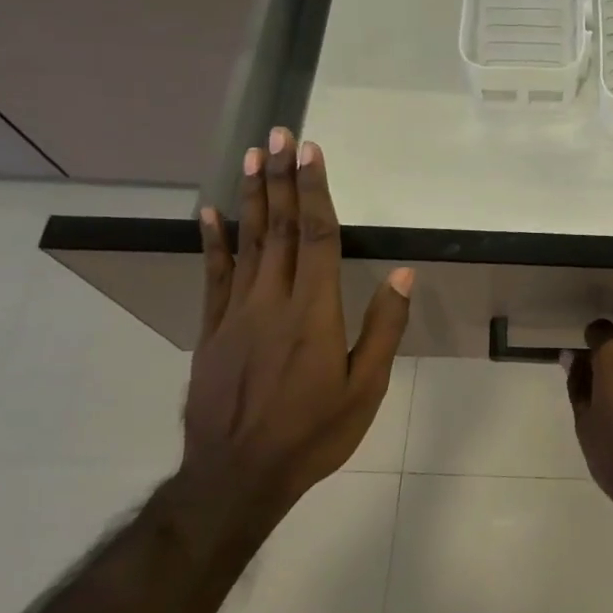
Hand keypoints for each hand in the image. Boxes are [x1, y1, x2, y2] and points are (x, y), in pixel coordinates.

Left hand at [184, 129, 412, 534]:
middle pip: (280, 229)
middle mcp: (272, 301)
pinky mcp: (211, 332)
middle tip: (279, 134)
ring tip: (253, 157)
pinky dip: (212, 243)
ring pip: (246, 244)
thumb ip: (383, 328)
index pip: (317, 237)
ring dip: (253, 197)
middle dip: (283, 178)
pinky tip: (211, 213)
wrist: (236, 478)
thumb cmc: (313, 434)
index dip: (316, 191)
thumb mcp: (365, 388)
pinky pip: (212, 278)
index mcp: (313, 312)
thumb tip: (401, 274)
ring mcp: (235, 314)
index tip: (311, 151)